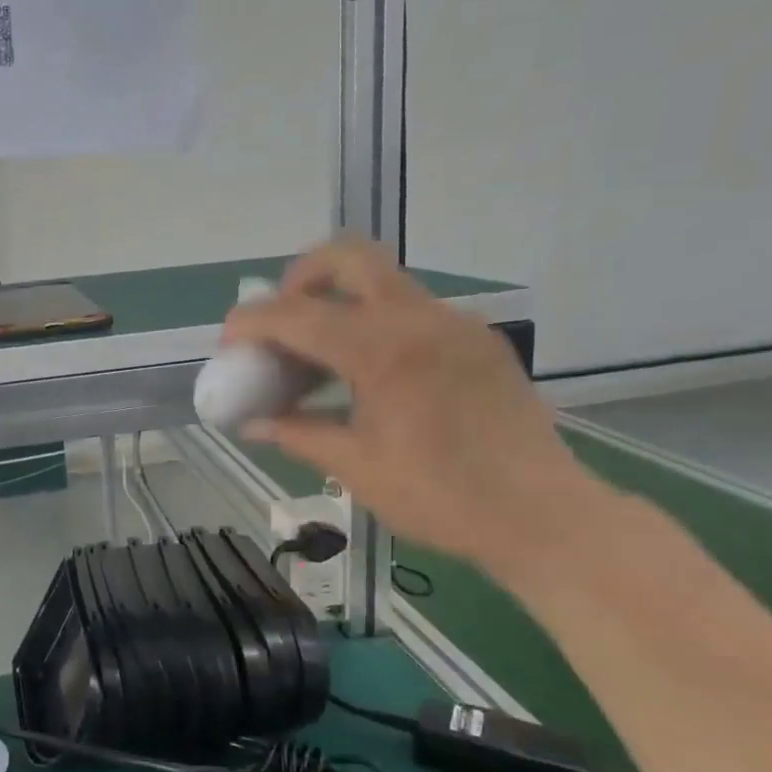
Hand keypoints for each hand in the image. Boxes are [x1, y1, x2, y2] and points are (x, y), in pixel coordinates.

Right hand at [223, 239, 605, 580]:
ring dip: (340, 301)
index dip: (251, 322)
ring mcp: (455, 322)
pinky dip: (378, 324)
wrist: (542, 515)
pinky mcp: (479, 338)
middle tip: (284, 321)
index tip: (228, 342)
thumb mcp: (356, 467)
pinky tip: (375, 374)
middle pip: (348, 256)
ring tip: (323, 356)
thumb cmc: (440, 498)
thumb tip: (253, 423)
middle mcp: (418, 318)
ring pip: (384, 280)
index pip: (296, 315)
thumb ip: (298, 434)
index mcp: (381, 351)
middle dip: (301, 277)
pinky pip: (414, 310)